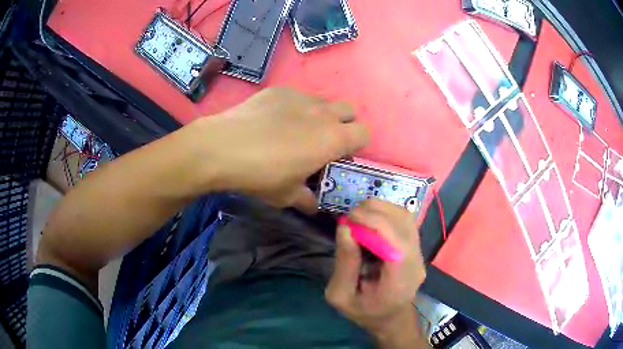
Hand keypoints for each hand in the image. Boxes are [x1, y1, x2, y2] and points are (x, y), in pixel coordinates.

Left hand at [189, 87, 368, 212]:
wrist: (223, 147)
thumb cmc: (261, 175)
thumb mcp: (287, 195)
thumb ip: (307, 200)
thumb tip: (314, 206)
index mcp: (333, 139)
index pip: (364, 133)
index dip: (356, 144)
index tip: (340, 156)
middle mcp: (323, 113)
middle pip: (349, 110)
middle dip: (344, 124)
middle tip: (323, 141)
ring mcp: (300, 97)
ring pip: (323, 101)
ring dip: (320, 115)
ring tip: (296, 130)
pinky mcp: (279, 90)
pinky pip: (297, 97)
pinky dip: (294, 108)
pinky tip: (272, 120)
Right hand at [325, 199, 426, 347]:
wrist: (391, 318)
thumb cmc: (365, 312)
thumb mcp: (341, 296)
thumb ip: (344, 265)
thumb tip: (345, 227)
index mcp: (400, 281)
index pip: (396, 242)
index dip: (374, 223)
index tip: (348, 220)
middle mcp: (416, 262)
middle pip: (403, 223)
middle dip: (374, 211)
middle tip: (350, 216)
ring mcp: (419, 252)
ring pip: (405, 216)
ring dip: (381, 209)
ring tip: (359, 215)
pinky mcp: (416, 245)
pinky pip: (404, 220)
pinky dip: (386, 212)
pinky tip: (371, 219)